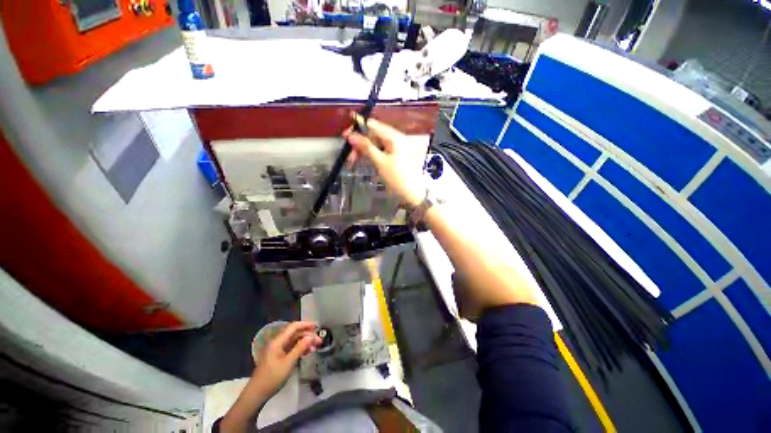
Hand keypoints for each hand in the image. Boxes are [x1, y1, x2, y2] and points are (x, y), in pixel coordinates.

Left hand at [221, 322, 320, 431]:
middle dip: (308, 335)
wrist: (256, 394)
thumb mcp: (288, 363)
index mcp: (278, 341)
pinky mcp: (278, 356)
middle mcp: (277, 342)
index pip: (294, 327)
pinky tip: (307, 352)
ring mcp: (277, 349)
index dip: (306, 324)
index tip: (317, 326)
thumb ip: (300, 348)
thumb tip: (311, 336)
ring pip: (294, 340)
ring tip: (315, 348)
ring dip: (305, 342)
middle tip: (319, 341)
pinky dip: (300, 348)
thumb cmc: (272, 377)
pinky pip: (291, 347)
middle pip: (295, 333)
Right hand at [344, 115, 427, 206]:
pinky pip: (381, 150)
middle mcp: (396, 138)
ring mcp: (396, 146)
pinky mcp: (396, 155)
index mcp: (394, 136)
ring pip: (376, 143)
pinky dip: (371, 155)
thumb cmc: (397, 177)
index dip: (357, 129)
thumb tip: (351, 135)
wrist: (413, 192)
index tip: (344, 137)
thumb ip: (366, 147)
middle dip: (359, 143)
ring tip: (353, 162)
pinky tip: (364, 162)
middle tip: (349, 157)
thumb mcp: (380, 162)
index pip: (372, 125)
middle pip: (373, 134)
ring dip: (364, 150)